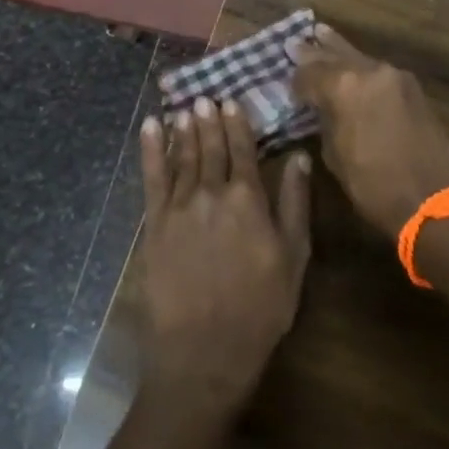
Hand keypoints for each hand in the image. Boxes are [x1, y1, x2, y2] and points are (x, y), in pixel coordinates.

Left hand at [137, 97, 311, 413]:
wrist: (205, 351)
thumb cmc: (260, 307)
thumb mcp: (294, 257)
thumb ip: (295, 203)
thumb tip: (299, 157)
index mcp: (248, 199)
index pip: (242, 150)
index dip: (237, 124)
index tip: (231, 101)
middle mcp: (212, 193)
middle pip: (210, 148)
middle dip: (207, 120)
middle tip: (204, 96)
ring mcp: (180, 207)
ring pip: (182, 157)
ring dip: (183, 129)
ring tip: (183, 107)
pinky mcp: (155, 224)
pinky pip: (152, 177)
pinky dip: (151, 150)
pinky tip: (150, 128)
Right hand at [289, 25, 448, 237]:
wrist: (435, 201)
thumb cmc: (375, 186)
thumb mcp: (335, 156)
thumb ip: (325, 121)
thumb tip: (321, 108)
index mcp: (345, 86)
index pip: (310, 73)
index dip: (296, 81)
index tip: (287, 87)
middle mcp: (370, 71)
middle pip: (335, 56)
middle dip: (314, 53)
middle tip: (295, 43)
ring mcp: (395, 76)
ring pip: (359, 58)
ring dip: (339, 51)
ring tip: (321, 33)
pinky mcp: (412, 87)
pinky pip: (378, 71)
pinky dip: (362, 67)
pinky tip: (352, 64)